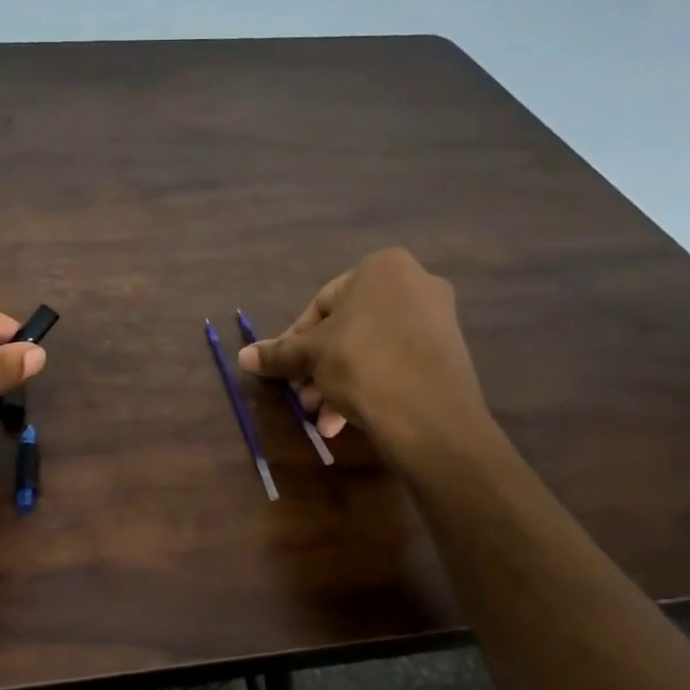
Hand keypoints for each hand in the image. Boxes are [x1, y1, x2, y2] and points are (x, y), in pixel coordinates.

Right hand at [238, 247, 495, 457]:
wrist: (431, 416)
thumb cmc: (363, 364)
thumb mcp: (311, 356)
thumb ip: (277, 353)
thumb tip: (242, 356)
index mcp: (382, 268)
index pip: (321, 303)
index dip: (294, 340)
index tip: (282, 370)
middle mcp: (414, 284)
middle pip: (345, 329)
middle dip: (317, 368)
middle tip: (302, 398)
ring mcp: (436, 320)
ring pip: (368, 350)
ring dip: (336, 384)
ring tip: (321, 418)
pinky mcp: (446, 355)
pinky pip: (394, 364)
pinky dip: (367, 387)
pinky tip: (345, 421)